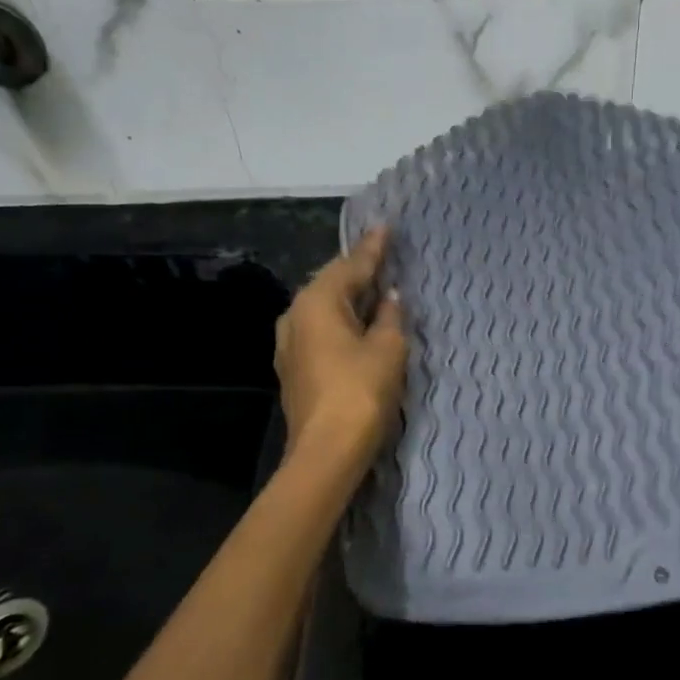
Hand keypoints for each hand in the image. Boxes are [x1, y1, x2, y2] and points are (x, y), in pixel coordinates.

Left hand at [275, 227, 408, 464]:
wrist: (327, 451)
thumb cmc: (360, 391)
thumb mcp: (388, 348)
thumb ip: (389, 317)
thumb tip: (389, 298)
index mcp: (316, 302)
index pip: (350, 266)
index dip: (372, 248)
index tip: (385, 228)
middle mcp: (296, 316)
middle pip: (332, 284)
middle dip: (358, 271)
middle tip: (383, 255)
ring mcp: (291, 345)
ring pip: (325, 309)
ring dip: (350, 299)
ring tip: (374, 286)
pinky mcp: (295, 369)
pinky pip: (321, 330)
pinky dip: (342, 321)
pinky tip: (359, 323)